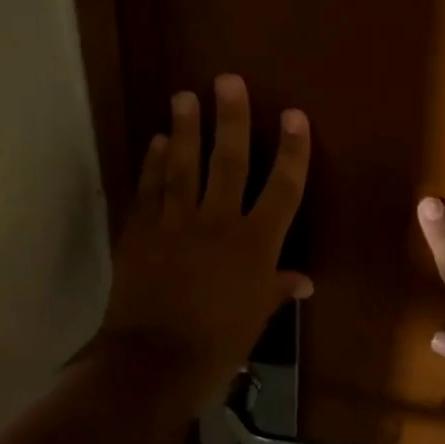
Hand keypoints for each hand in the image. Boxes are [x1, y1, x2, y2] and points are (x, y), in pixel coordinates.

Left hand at [97, 74, 311, 414]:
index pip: (282, 187)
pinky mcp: (140, 230)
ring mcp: (175, 222)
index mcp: (255, 243)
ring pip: (182, 164)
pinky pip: (149, 188)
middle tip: (227, 81)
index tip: (294, 116)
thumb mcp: (255, 318)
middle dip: (231, 118)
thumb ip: (277, 290)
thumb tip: (304, 281)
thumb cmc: (217, 345)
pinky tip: (156, 141)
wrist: (153, 362)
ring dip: (185, 128)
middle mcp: (218, 221)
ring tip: (185, 96)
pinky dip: (152, 163)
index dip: (292, 150)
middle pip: (228, 160)